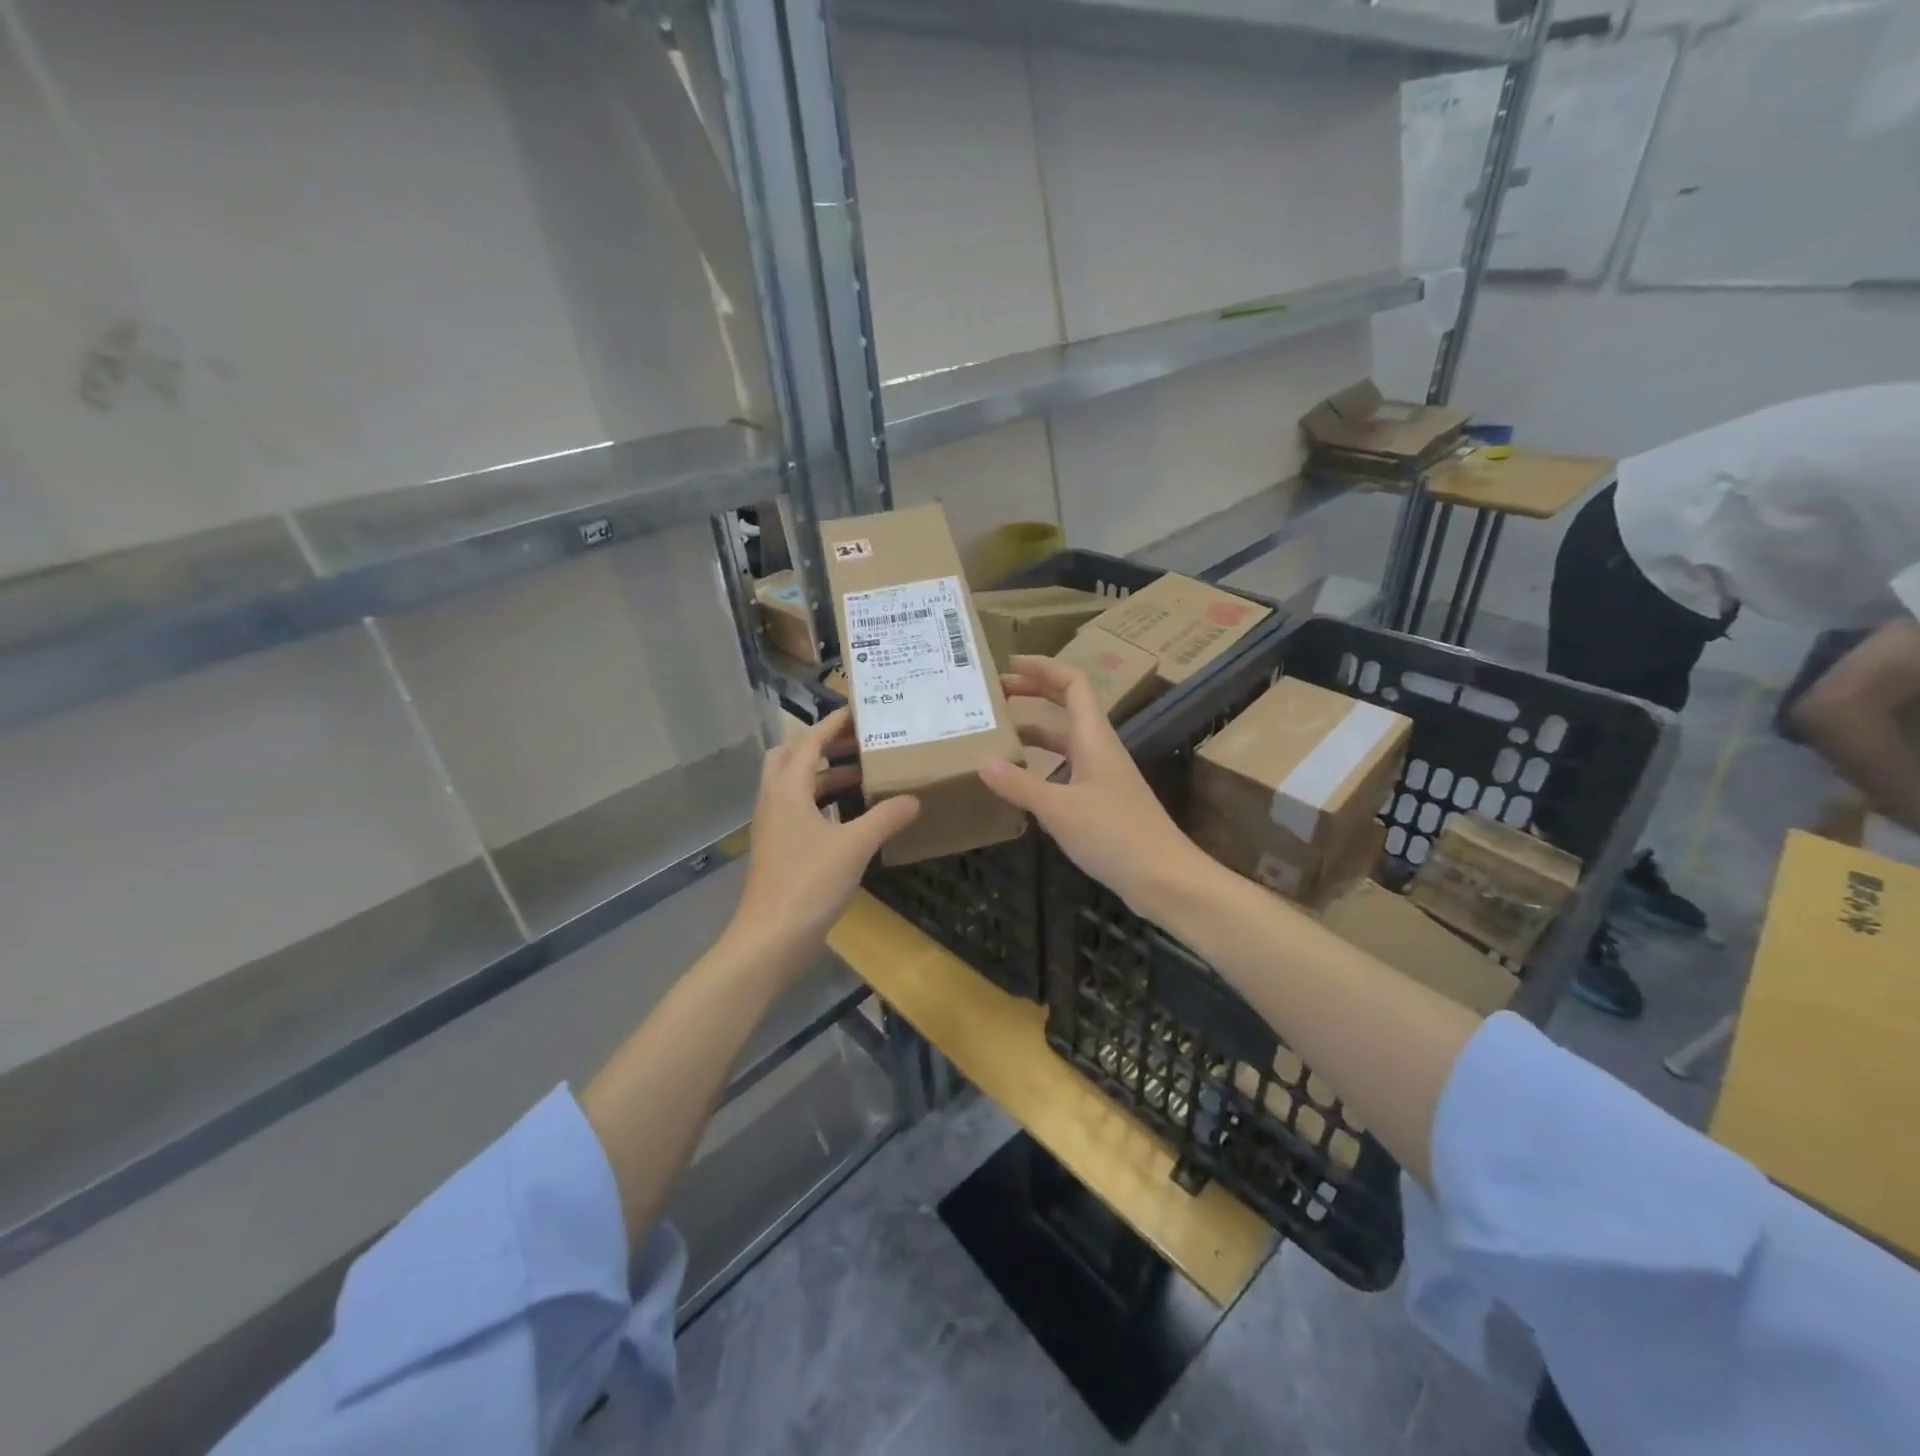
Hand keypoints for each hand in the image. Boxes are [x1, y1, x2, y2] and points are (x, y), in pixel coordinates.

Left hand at [731, 708, 919, 967]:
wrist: (770, 940)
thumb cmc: (809, 883)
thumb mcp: (854, 846)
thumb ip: (885, 818)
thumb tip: (914, 799)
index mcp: (787, 790)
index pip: (809, 743)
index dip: (833, 725)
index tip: (859, 711)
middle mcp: (775, 801)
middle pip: (791, 758)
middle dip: (822, 746)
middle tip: (857, 743)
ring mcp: (774, 827)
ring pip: (796, 786)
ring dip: (825, 776)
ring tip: (864, 774)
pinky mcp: (780, 850)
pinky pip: (800, 811)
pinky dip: (824, 803)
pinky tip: (852, 816)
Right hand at [980, 655, 1208, 913]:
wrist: (1163, 877)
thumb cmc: (1114, 834)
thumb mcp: (1058, 808)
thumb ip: (1019, 784)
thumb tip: (982, 761)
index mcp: (1094, 738)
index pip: (1072, 684)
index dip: (1043, 668)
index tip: (1008, 664)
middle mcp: (1100, 749)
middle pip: (1067, 707)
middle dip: (1033, 694)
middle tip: (995, 694)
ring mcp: (1103, 776)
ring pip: (1065, 740)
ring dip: (1034, 731)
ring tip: (997, 734)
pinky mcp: (1102, 802)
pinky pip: (1067, 769)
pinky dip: (1042, 764)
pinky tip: (1020, 780)